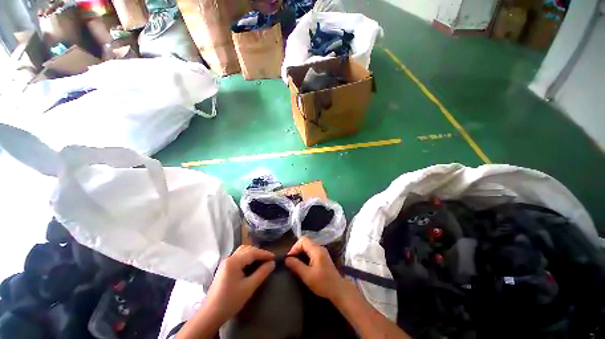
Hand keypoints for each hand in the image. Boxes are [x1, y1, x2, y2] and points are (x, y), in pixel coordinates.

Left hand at [203, 245, 275, 323]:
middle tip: (268, 259)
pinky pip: (238, 257)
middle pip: (247, 249)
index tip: (274, 257)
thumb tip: (272, 263)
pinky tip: (252, 264)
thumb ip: (262, 273)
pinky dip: (247, 257)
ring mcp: (225, 262)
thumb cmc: (230, 301)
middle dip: (259, 252)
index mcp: (234, 261)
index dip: (264, 254)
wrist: (210, 315)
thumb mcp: (249, 287)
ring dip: (253, 253)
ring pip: (242, 251)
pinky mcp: (224, 268)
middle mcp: (229, 258)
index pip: (253, 252)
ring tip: (262, 260)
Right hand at [285, 237, 343, 300]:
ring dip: (301, 253)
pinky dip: (305, 255)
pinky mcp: (323, 257)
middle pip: (305, 242)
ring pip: (308, 247)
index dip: (295, 247)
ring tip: (295, 263)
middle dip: (297, 250)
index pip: (303, 240)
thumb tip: (286, 259)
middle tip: (291, 261)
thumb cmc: (323, 283)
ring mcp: (322, 252)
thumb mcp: (307, 276)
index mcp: (317, 250)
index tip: (290, 258)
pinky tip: (303, 264)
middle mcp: (320, 247)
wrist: (338, 290)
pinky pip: (311, 251)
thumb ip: (296, 266)